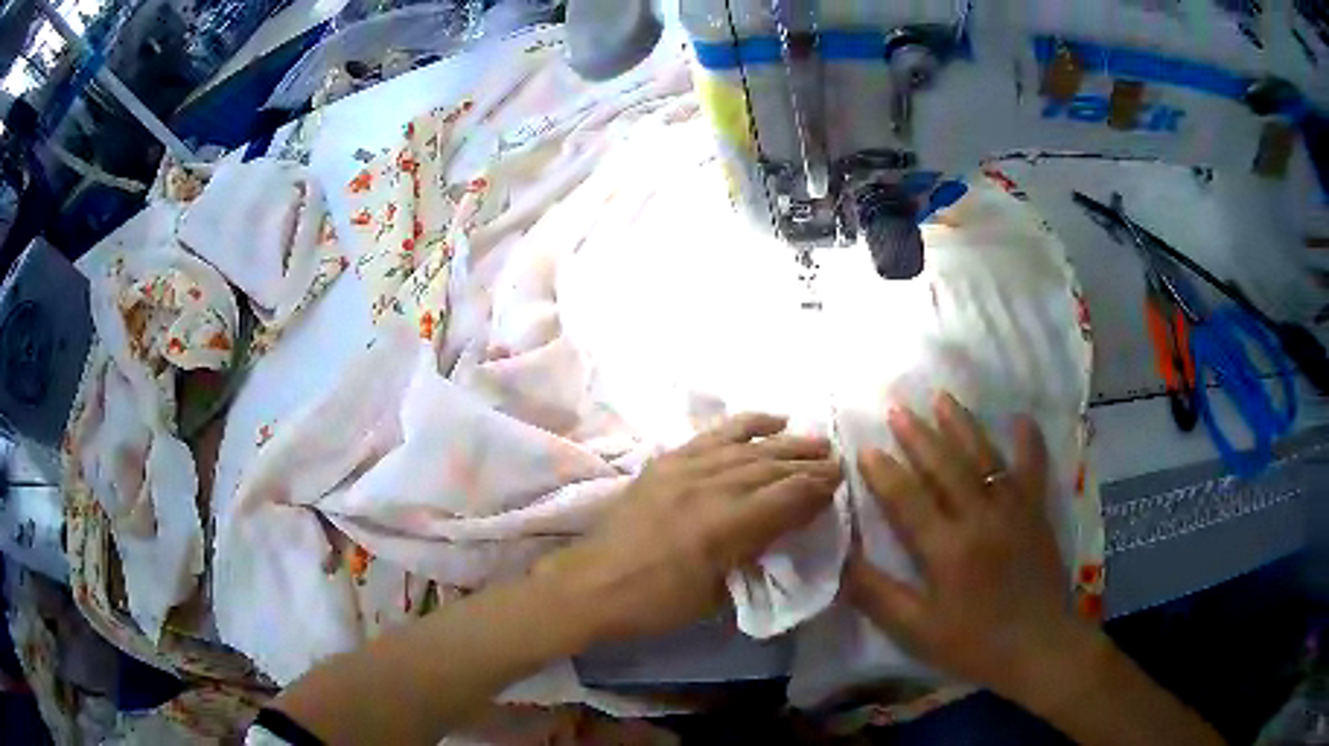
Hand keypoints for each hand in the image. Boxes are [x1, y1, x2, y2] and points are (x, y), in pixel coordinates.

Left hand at [538, 413, 841, 644]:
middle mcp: (710, 488)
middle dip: (810, 464)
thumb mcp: (714, 592)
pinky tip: (772, 419)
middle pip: (772, 468)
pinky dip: (746, 424)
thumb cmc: (655, 602)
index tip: (840, 484)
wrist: (591, 584)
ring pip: (748, 448)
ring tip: (816, 440)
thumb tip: (781, 527)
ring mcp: (686, 469)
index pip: (786, 497)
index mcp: (725, 527)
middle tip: (837, 461)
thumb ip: (751, 552)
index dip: (817, 489)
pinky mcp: (667, 461)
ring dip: (786, 442)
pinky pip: (713, 435)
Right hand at [845, 393, 1094, 701]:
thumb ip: (877, 594)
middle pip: (945, 467)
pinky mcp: (1037, 513)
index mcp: (947, 550)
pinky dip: (1029, 442)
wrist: (1038, 648)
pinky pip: (1033, 469)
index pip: (908, 500)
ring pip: (984, 458)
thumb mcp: (916, 630)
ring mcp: (1014, 511)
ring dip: (962, 426)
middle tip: (897, 408)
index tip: (864, 448)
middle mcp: (980, 519)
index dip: (884, 473)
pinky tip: (1022, 419)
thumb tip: (840, 561)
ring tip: (942, 398)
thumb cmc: (973, 644)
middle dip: (918, 436)